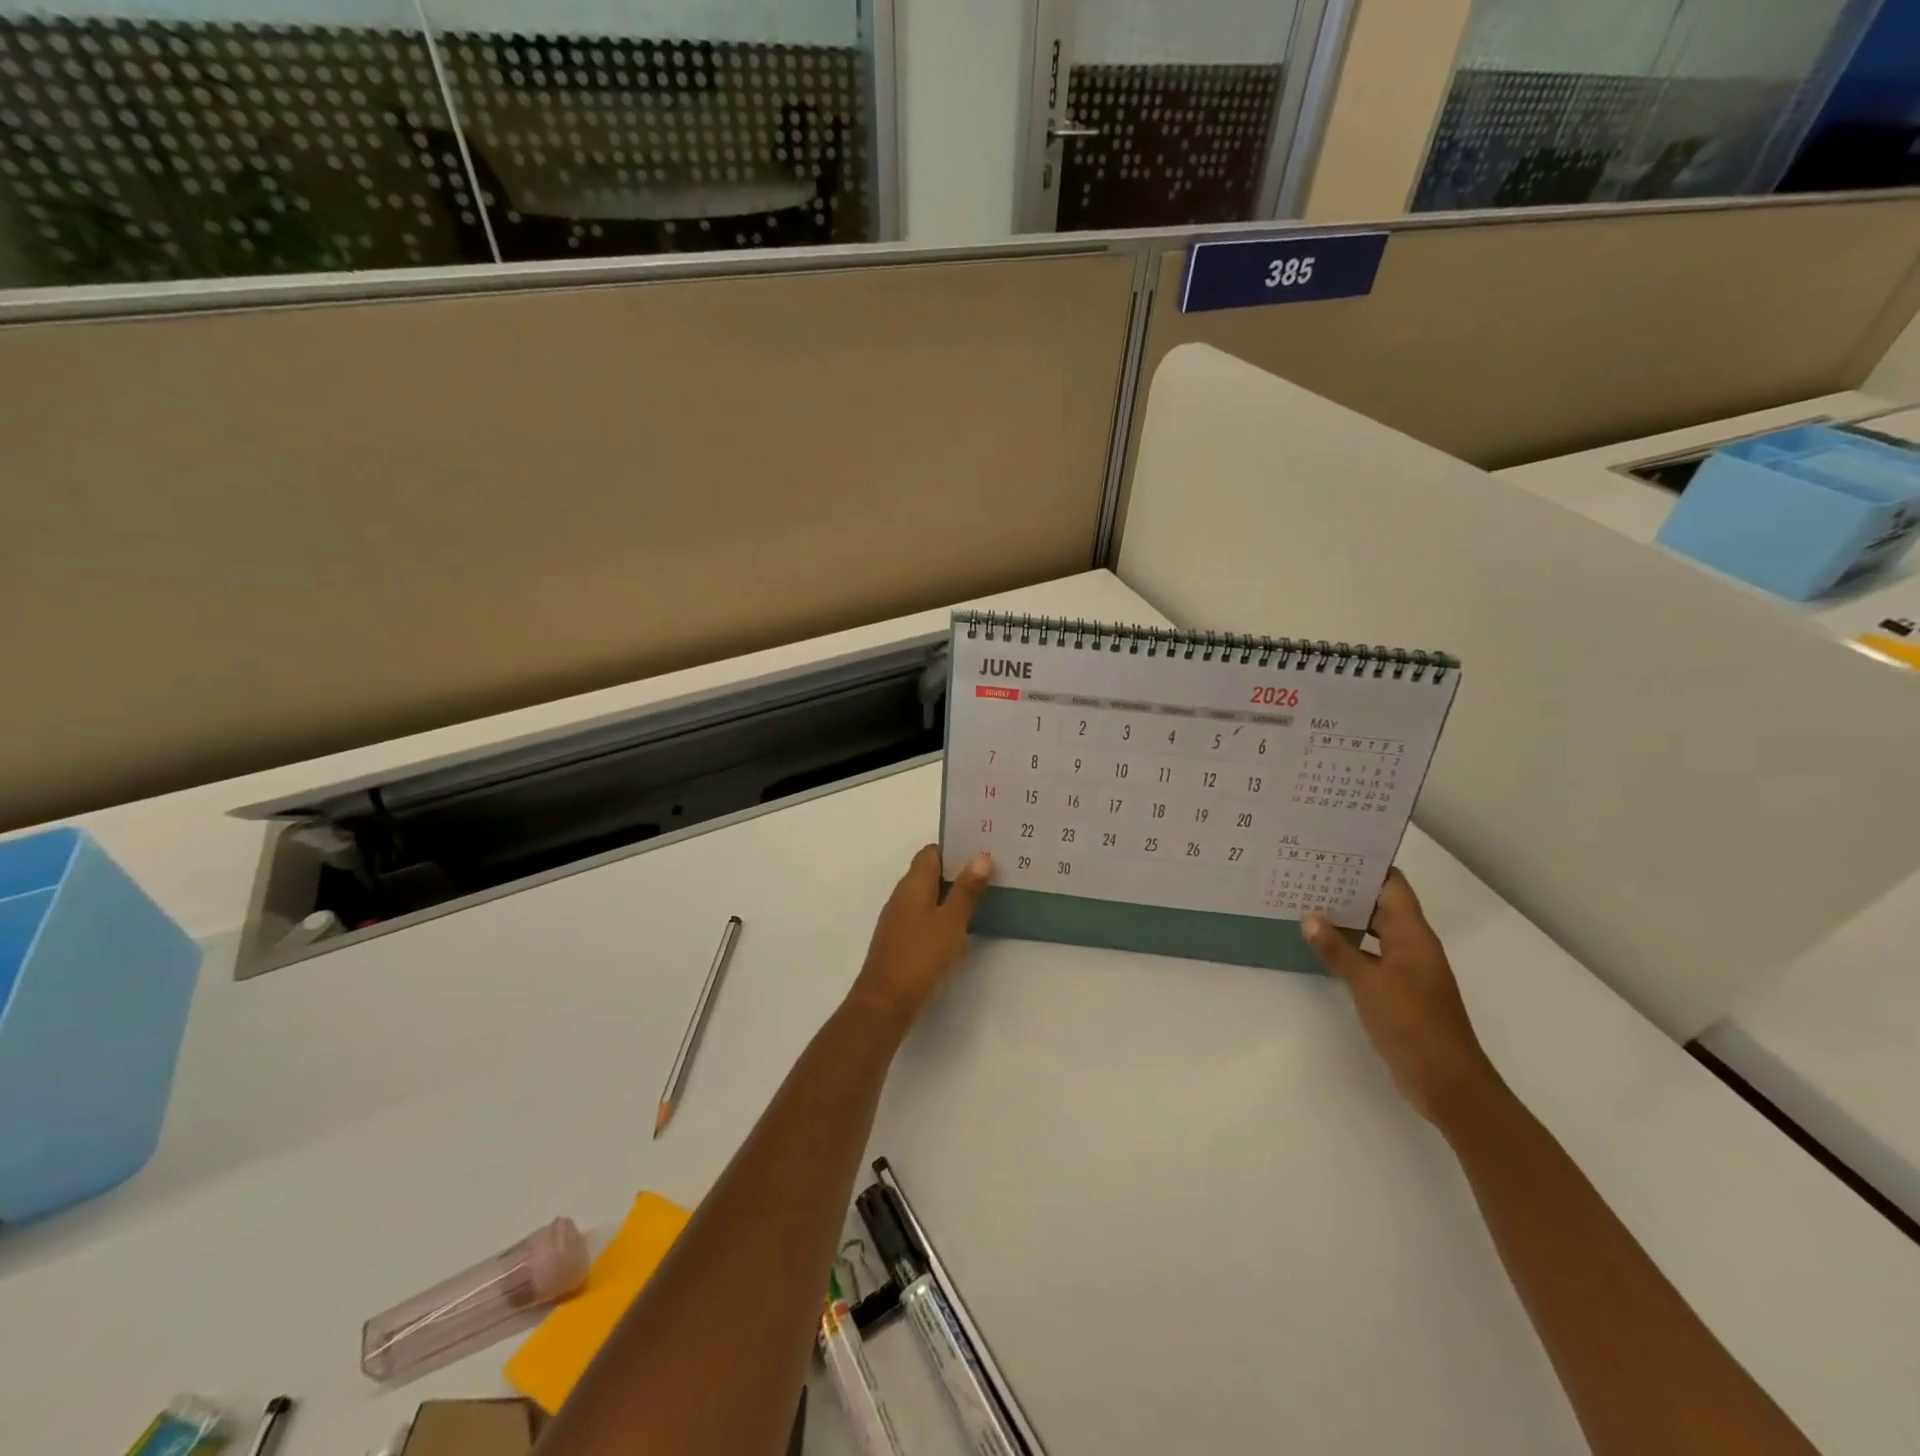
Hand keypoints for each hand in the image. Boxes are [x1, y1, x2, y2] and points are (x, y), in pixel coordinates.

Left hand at [847, 845, 992, 1030]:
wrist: (885, 1002)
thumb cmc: (920, 955)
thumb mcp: (951, 921)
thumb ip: (966, 889)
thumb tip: (980, 856)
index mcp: (912, 884)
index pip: (932, 852)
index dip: (955, 848)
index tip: (983, 849)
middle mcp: (903, 896)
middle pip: (930, 872)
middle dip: (959, 870)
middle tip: (993, 871)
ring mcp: (900, 919)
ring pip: (929, 896)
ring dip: (953, 894)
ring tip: (985, 896)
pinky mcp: (902, 940)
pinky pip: (926, 917)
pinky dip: (944, 916)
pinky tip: (964, 927)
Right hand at [1302, 869, 1501, 1127]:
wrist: (1446, 1081)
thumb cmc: (1411, 1023)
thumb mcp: (1368, 983)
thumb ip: (1337, 949)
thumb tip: (1309, 918)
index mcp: (1412, 935)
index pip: (1392, 886)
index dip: (1366, 866)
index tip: (1332, 851)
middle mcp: (1412, 946)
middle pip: (1381, 905)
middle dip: (1348, 889)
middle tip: (1306, 873)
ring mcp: (1406, 969)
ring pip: (1373, 931)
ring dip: (1346, 919)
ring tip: (1305, 903)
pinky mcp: (1398, 991)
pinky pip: (1370, 956)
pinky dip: (1348, 947)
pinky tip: (1320, 946)